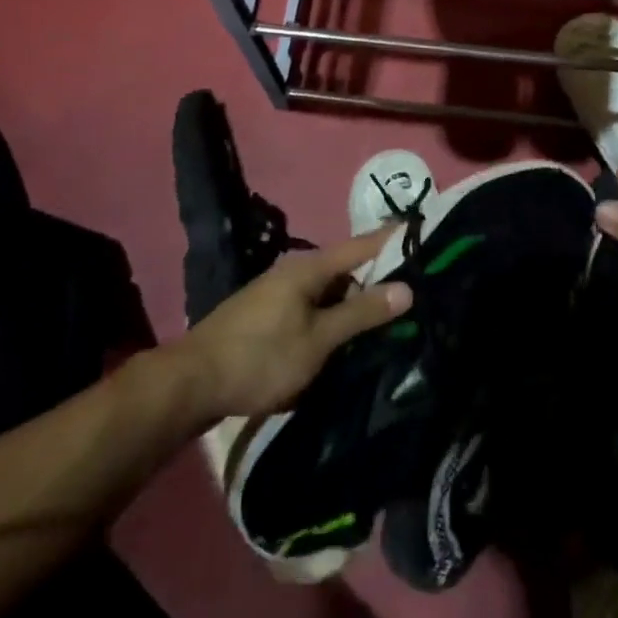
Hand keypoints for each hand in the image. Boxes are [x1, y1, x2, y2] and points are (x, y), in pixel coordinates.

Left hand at [179, 232, 412, 418]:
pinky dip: (335, 315)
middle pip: (348, 268)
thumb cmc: (260, 357)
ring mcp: (280, 292)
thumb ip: (361, 313)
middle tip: (418, 291)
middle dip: (380, 278)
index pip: (363, 245)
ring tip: (390, 316)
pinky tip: (348, 335)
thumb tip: (406, 288)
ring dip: (356, 301)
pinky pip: (314, 306)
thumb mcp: (318, 339)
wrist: (191, 383)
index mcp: (309, 267)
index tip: (427, 234)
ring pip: (330, 290)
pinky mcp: (270, 314)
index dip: (394, 240)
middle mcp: (295, 270)